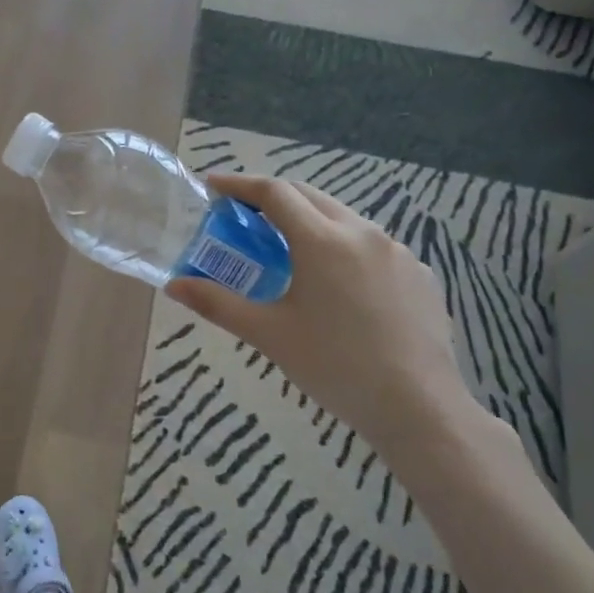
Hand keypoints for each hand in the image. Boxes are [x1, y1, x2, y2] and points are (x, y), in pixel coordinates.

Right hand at [166, 173, 473, 454]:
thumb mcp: (268, 335)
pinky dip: (343, 246)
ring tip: (288, 251)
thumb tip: (174, 286)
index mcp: (321, 241)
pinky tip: (337, 283)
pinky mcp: (420, 274)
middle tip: (244, 216)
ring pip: (343, 218)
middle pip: (309, 196)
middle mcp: (362, 233)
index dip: (240, 184)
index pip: (274, 192)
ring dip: (309, 220)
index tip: (214, 185)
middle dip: (273, 197)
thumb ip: (217, 303)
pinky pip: (372, 245)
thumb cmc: (334, 367)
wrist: (419, 408)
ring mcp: (397, 251)